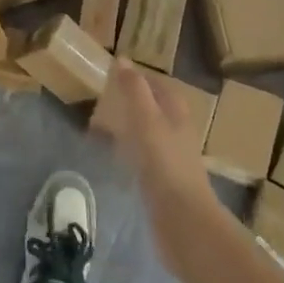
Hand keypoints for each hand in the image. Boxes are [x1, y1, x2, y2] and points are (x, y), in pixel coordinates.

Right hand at [90, 62, 220, 277]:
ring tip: (98, 131)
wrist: (184, 222)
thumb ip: (134, 91)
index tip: (112, 75)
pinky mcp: (163, 185)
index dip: (139, 78)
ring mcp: (172, 161)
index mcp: (177, 114)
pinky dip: (126, 154)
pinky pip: (142, 160)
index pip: (159, 87)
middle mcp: (178, 134)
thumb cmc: (165, 165)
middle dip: (129, 104)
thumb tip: (122, 60)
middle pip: (153, 110)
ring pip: (146, 136)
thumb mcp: (146, 121)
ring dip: (126, 129)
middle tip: (101, 102)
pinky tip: (112, 162)